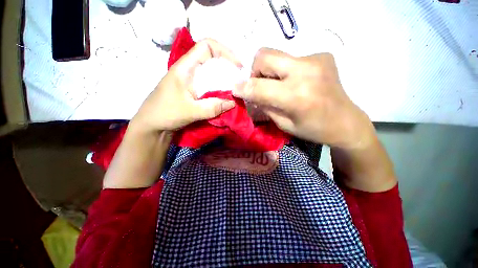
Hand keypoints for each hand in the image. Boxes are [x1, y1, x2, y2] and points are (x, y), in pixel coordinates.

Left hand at [131, 39, 241, 132]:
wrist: (151, 126)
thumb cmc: (165, 114)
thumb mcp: (190, 111)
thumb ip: (212, 107)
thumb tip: (233, 103)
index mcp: (185, 68)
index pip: (207, 46)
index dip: (224, 51)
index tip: (238, 66)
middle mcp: (189, 71)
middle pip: (212, 60)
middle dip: (228, 67)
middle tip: (240, 80)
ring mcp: (191, 81)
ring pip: (212, 74)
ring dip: (224, 80)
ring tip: (235, 90)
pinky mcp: (193, 92)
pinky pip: (209, 86)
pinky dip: (219, 90)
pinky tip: (225, 98)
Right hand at [233, 48, 373, 149]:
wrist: (346, 122)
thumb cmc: (313, 129)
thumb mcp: (283, 124)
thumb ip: (264, 105)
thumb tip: (249, 92)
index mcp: (296, 96)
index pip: (258, 86)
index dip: (242, 87)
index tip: (235, 89)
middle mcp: (306, 71)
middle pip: (264, 55)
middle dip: (255, 71)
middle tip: (261, 85)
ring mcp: (316, 59)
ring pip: (276, 55)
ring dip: (270, 71)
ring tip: (280, 86)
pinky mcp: (322, 55)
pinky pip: (291, 59)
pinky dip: (286, 71)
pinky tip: (297, 82)